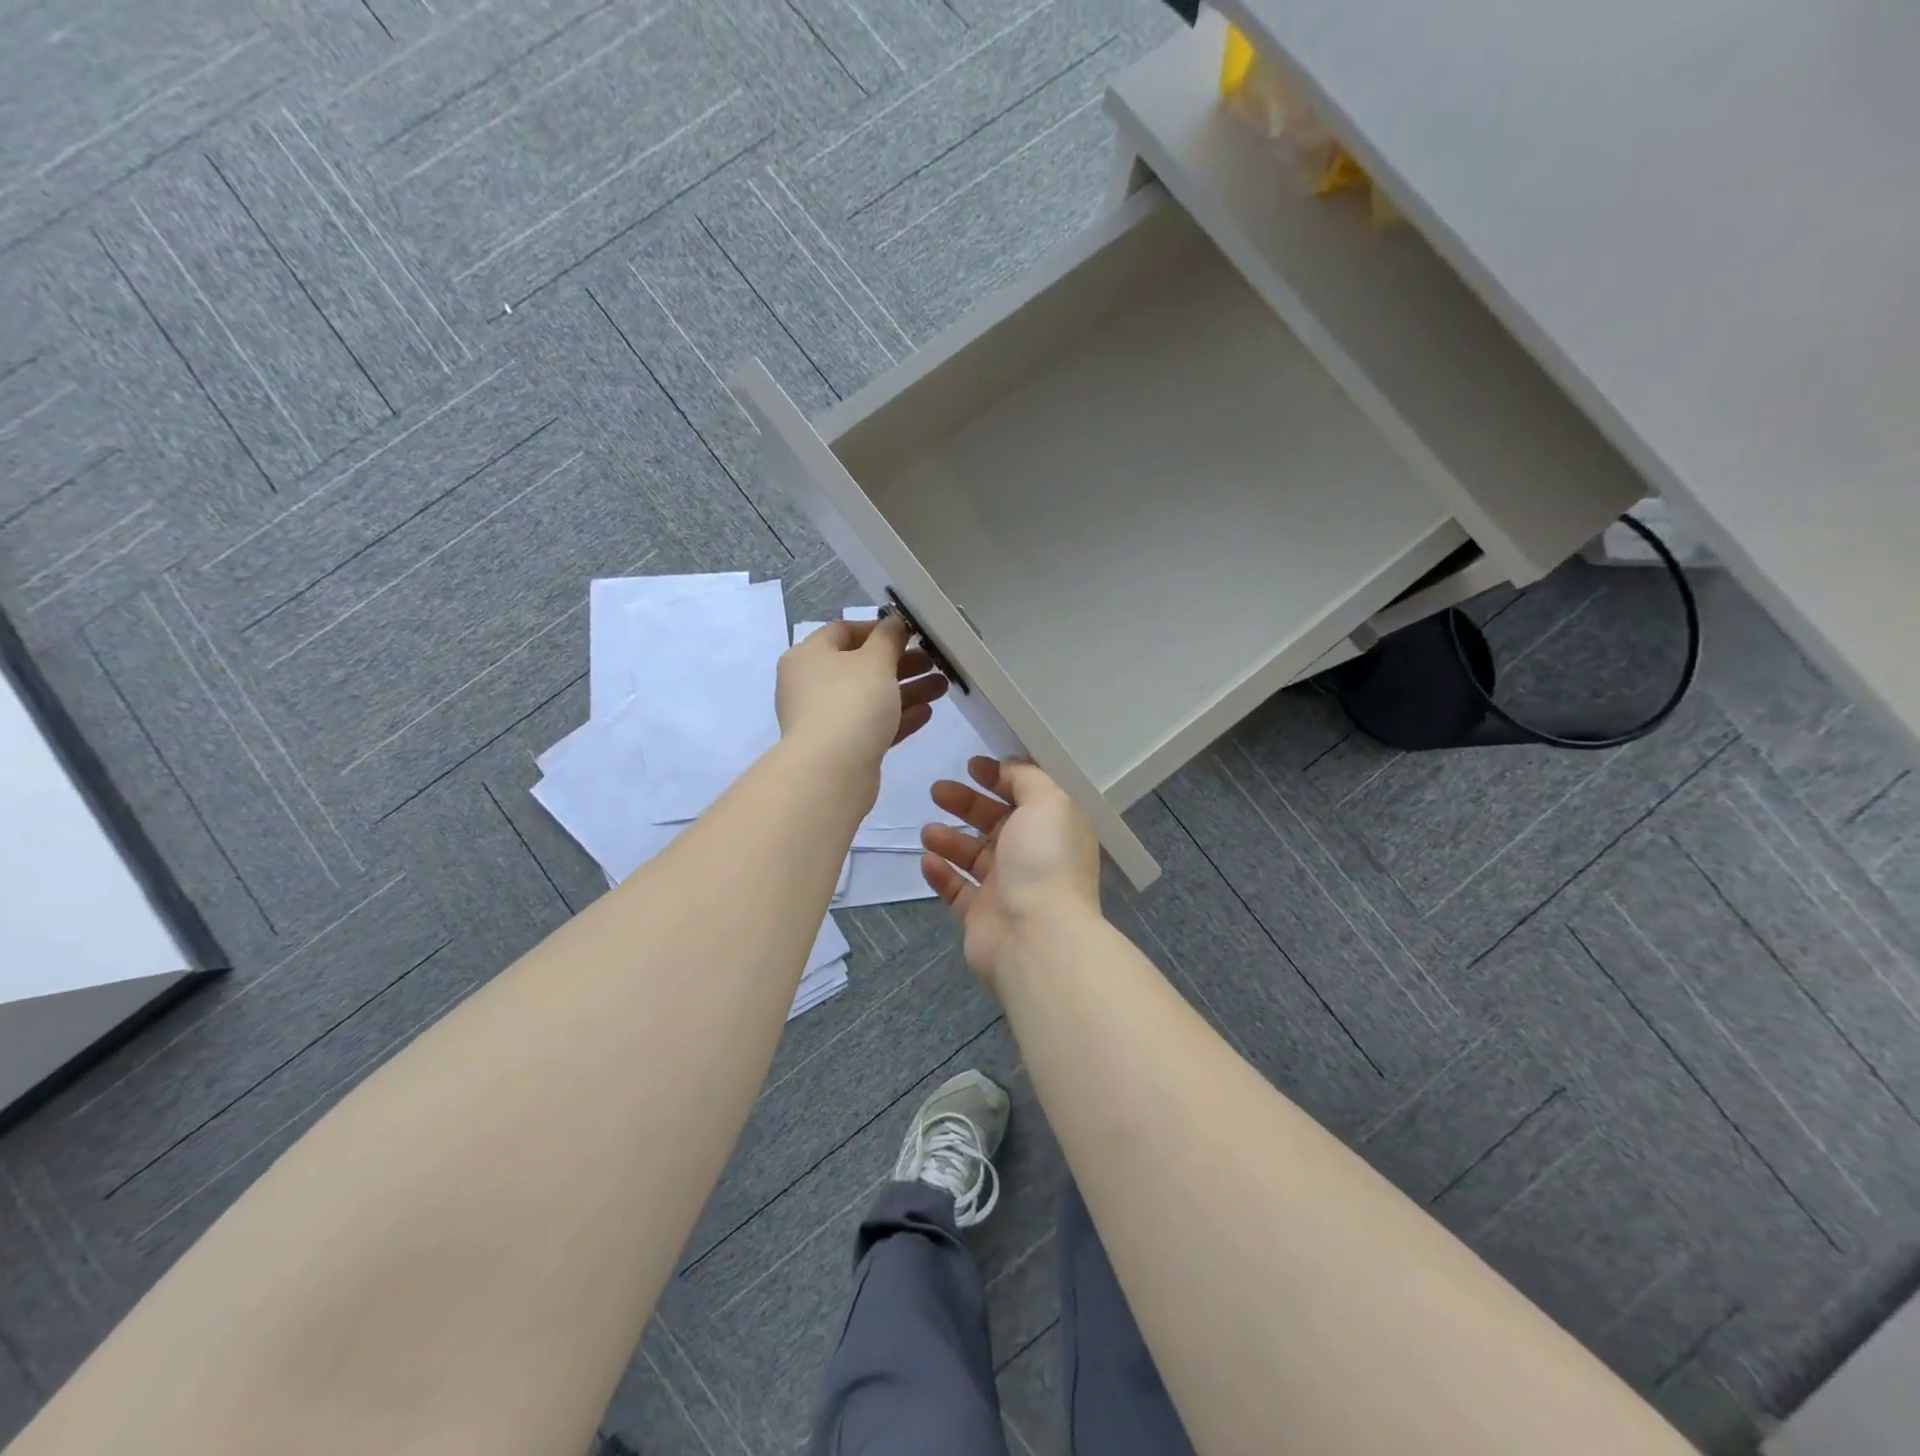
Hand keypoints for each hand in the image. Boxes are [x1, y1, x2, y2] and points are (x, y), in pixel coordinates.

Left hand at [775, 615, 947, 774]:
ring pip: (870, 697)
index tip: (910, 633)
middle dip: (901, 663)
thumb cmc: (850, 703)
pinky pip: (872, 725)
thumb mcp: (875, 660)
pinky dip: (897, 717)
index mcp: (809, 655)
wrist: (830, 772)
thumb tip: (893, 622)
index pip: (843, 631)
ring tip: (942, 687)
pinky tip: (927, 713)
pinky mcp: (841, 747)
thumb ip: (888, 638)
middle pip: (861, 666)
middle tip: (934, 661)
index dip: (878, 629)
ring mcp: (825, 718)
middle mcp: (811, 684)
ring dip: (906, 690)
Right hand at [920, 757, 1101, 987]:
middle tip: (937, 790)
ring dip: (950, 839)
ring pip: (973, 855)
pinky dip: (941, 874)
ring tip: (928, 831)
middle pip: (996, 822)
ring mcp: (1007, 888)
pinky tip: (927, 861)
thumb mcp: (1047, 801)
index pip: (1027, 795)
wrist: (1035, 938)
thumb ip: (1027, 778)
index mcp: (1054, 828)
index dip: (1000, 777)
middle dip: (966, 804)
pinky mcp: (981, 916)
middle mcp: (1033, 856)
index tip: (972, 765)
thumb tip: (1008, 767)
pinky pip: (957, 889)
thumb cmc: (1044, 861)